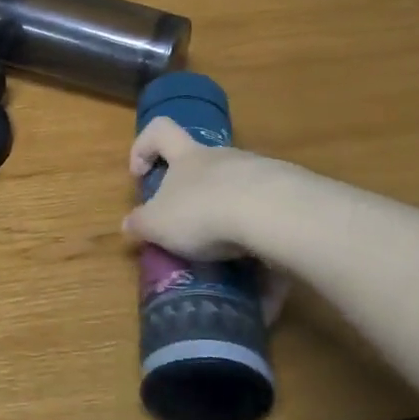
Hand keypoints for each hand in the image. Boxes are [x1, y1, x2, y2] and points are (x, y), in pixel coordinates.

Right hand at [121, 117, 285, 260]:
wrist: (273, 213)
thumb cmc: (202, 211)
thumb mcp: (158, 224)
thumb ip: (141, 224)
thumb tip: (128, 224)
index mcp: (188, 157)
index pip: (160, 131)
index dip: (144, 147)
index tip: (140, 175)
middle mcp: (223, 158)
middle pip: (204, 167)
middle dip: (194, 198)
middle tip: (188, 233)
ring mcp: (260, 174)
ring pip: (240, 195)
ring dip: (232, 227)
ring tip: (230, 267)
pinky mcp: (290, 199)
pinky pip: (271, 225)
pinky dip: (264, 254)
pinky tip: (263, 288)